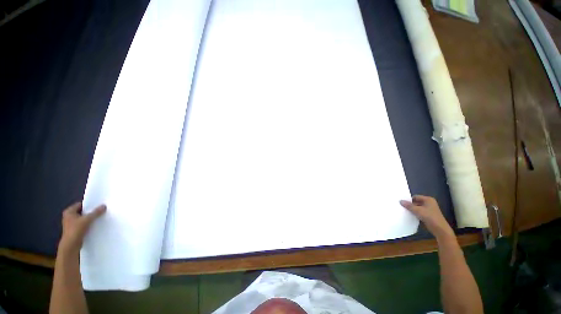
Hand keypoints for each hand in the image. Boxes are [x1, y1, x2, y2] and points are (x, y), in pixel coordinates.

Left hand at [58, 202, 105, 255]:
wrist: (71, 245)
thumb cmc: (76, 230)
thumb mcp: (87, 219)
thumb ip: (96, 212)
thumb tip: (104, 206)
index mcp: (69, 211)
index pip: (81, 204)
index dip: (89, 205)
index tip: (98, 205)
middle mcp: (69, 216)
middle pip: (83, 211)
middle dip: (91, 212)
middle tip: (101, 211)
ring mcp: (71, 224)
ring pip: (83, 218)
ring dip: (90, 218)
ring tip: (99, 217)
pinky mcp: (75, 230)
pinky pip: (83, 224)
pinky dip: (89, 224)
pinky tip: (95, 225)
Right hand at [400, 195, 453, 239]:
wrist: (440, 229)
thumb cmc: (430, 217)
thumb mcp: (417, 210)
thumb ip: (408, 205)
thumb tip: (400, 201)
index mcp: (428, 199)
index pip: (415, 197)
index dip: (409, 200)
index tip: (402, 203)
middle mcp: (429, 203)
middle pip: (416, 202)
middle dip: (410, 205)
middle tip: (402, 207)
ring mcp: (429, 209)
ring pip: (418, 208)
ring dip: (412, 210)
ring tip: (405, 211)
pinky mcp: (429, 215)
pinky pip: (420, 212)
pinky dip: (416, 213)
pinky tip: (410, 216)